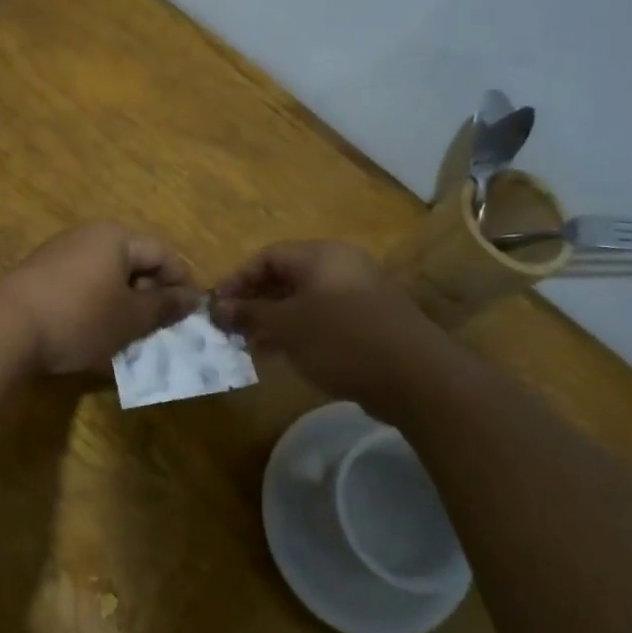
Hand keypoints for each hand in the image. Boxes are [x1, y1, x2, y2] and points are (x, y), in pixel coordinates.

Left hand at [0, 223, 200, 374]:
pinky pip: (82, 285)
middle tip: (159, 328)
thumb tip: (193, 297)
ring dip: (123, 304)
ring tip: (128, 336)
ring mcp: (60, 253)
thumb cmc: (80, 318)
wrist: (5, 328)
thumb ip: (164, 306)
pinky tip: (94, 335)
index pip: (163, 252)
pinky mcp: (40, 275)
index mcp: (116, 237)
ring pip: (107, 276)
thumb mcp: (130, 318)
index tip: (188, 315)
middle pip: (134, 261)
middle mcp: (88, 236)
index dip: (181, 282)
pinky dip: (96, 306)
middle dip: (150, 295)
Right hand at [212, 240, 432, 412]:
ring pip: (304, 300)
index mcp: (321, 256)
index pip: (267, 256)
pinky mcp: (369, 322)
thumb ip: (250, 314)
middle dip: (255, 302)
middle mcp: (341, 267)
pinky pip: (323, 318)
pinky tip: (284, 355)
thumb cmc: (342, 339)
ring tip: (251, 346)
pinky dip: (299, 331)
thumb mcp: (287, 326)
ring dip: (274, 320)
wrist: (415, 377)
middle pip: (286, 277)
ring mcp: (358, 294)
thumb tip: (217, 307)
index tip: (217, 306)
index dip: (238, 279)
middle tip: (231, 329)